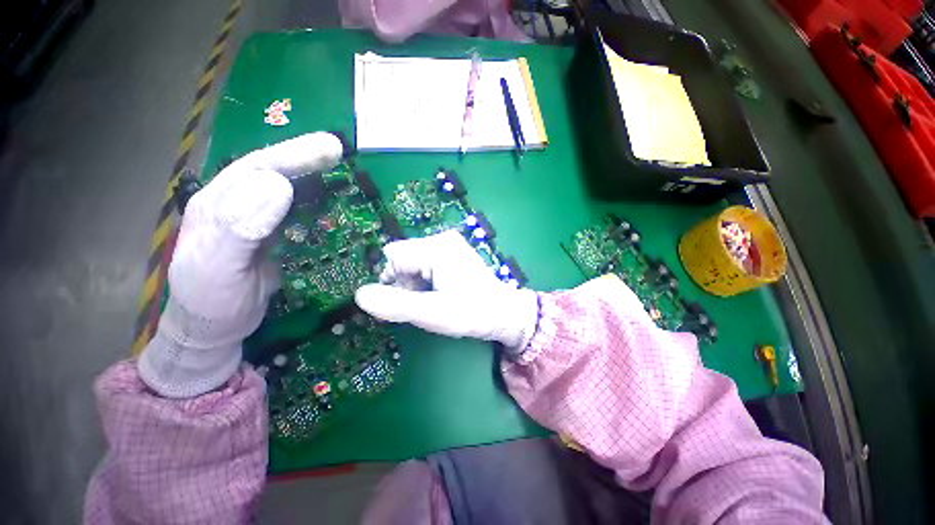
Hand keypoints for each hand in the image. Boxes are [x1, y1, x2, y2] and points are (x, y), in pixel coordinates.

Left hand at [138, 132, 343, 397]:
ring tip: (340, 168)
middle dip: (304, 157)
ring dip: (313, 176)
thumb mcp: (218, 267)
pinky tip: (333, 201)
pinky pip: (297, 212)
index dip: (291, 156)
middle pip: (272, 171)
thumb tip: (278, 184)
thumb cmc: (211, 301)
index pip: (255, 169)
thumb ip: (241, 226)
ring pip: (287, 189)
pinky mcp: (274, 235)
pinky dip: (317, 202)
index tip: (326, 150)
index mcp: (217, 204)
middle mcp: (236, 204)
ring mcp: (257, 220)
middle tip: (338, 149)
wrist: (215, 327)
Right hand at [354, 230, 539, 349]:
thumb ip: (395, 305)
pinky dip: (425, 280)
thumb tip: (360, 295)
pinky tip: (439, 293)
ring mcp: (449, 245)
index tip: (404, 303)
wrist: (504, 314)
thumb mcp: (432, 313)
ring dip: (414, 283)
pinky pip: (426, 264)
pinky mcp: (453, 254)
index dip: (391, 282)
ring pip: (413, 262)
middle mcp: (442, 239)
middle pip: (403, 258)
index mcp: (436, 247)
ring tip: (432, 301)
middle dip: (404, 283)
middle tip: (422, 303)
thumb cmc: (471, 313)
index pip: (393, 257)